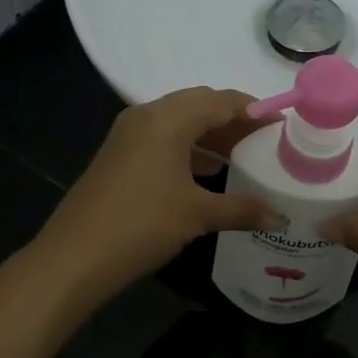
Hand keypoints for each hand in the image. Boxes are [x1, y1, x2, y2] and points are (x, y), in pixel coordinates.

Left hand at [33, 87, 278, 304]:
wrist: (75, 257)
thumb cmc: (142, 224)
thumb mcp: (197, 215)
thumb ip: (242, 209)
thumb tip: (280, 218)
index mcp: (167, 119)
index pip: (220, 101)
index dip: (254, 110)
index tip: (282, 125)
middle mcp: (146, 116)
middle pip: (199, 105)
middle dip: (233, 119)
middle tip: (263, 140)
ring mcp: (127, 135)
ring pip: (179, 121)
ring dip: (210, 134)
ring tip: (241, 156)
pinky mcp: (118, 155)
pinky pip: (162, 138)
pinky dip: (189, 148)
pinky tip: (206, 172)